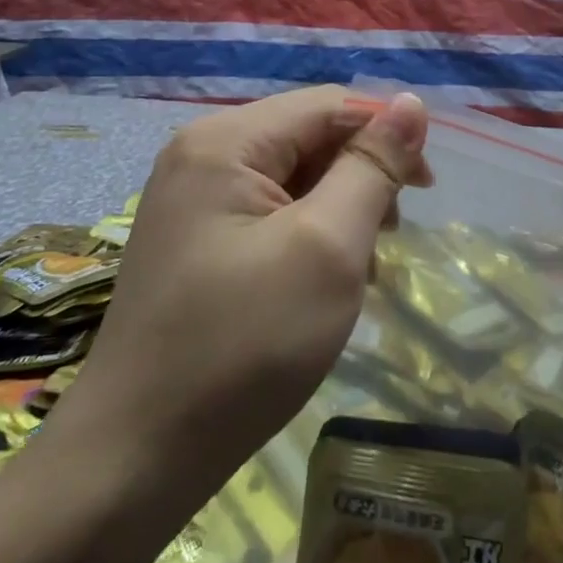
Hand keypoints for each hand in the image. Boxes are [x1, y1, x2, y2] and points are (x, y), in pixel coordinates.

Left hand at [51, 87, 430, 490]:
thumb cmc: (243, 345)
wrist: (136, 460)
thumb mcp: (327, 248)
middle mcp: (202, 153)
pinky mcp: (195, 239)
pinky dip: (307, 235)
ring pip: (293, 176)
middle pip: (309, 136)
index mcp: (226, 141)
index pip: (330, 105)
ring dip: (338, 209)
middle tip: (388, 239)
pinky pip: (267, 211)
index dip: (386, 134)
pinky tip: (320, 282)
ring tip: (357, 268)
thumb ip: (373, 167)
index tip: (426, 190)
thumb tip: (412, 102)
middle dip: (360, 177)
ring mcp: (192, 198)